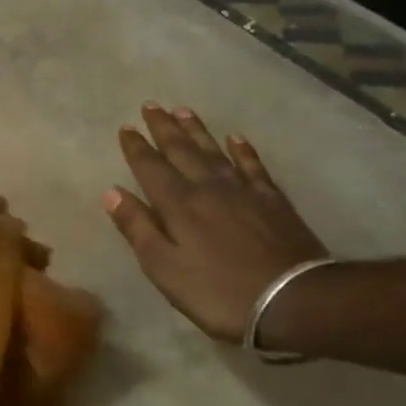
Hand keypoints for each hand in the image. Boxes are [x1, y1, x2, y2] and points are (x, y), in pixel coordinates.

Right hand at [105, 105, 327, 343]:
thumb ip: (137, 228)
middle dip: (164, 128)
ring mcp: (244, 191)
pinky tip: (236, 138)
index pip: (150, 168)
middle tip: (151, 105)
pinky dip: (242, 150)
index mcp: (178, 205)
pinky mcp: (272, 200)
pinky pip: (253, 165)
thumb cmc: (218, 292)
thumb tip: (112, 192)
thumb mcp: (164, 268)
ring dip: (196, 130)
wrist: (294, 300)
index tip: (125, 127)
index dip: (136, 147)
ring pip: (214, 151)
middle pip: (182, 150)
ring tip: (183, 110)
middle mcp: (208, 187)